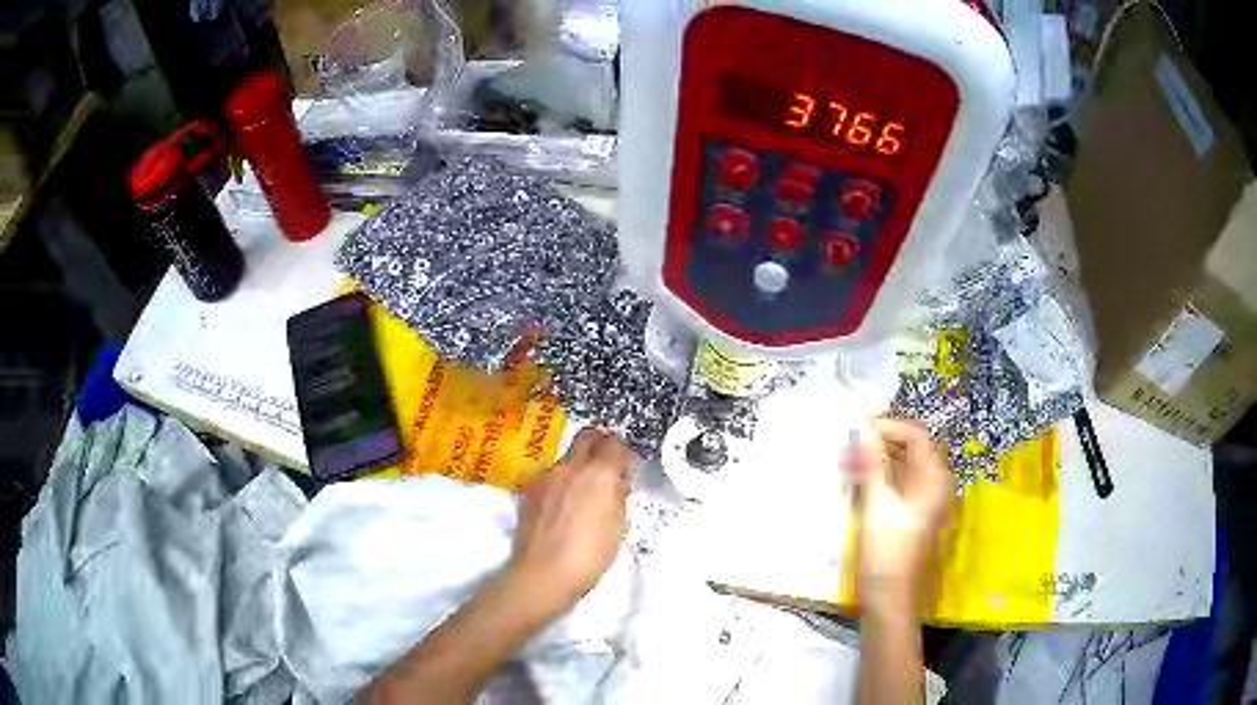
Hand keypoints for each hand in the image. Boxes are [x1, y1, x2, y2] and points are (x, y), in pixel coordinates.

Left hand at [504, 427, 632, 616]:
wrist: (543, 572)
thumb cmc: (590, 555)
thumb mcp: (618, 527)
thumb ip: (619, 497)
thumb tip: (619, 481)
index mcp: (599, 473)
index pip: (614, 442)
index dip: (622, 452)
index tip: (625, 467)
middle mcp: (570, 466)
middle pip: (586, 436)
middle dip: (599, 444)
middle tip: (605, 467)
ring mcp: (545, 476)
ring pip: (566, 457)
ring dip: (577, 466)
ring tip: (581, 494)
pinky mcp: (528, 490)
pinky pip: (549, 476)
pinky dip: (559, 483)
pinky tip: (560, 507)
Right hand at [848, 419, 953, 611]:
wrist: (889, 598)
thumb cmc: (886, 551)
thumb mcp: (877, 505)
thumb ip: (872, 465)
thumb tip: (864, 432)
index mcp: (934, 479)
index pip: (916, 436)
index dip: (888, 427)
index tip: (859, 429)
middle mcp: (934, 486)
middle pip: (911, 451)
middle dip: (880, 444)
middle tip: (849, 446)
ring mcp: (923, 503)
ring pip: (902, 469)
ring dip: (877, 462)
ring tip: (848, 463)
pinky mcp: (911, 517)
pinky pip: (897, 487)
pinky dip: (879, 480)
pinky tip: (857, 484)